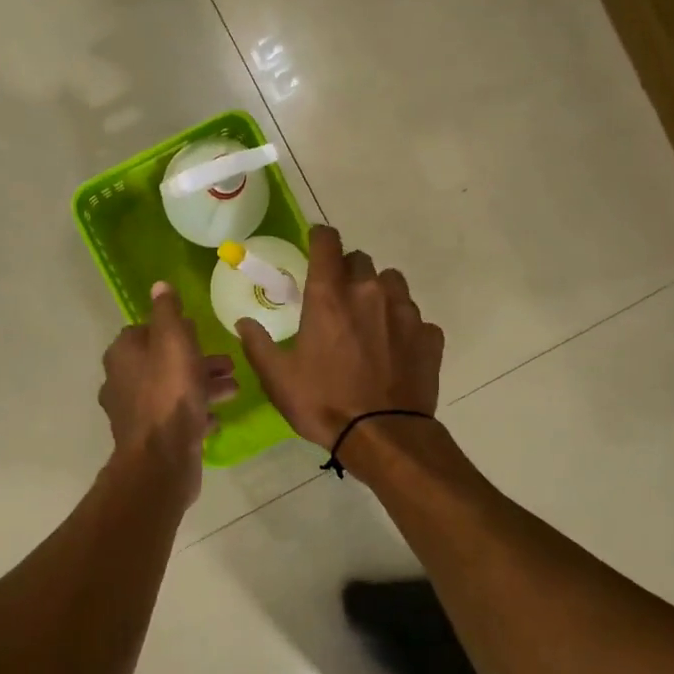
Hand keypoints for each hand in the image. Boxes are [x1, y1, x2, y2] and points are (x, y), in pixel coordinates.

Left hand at [99, 282, 238, 502]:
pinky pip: (174, 418)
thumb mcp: (173, 342)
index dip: (174, 329)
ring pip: (172, 390)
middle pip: (162, 362)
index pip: (145, 331)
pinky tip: (216, 418)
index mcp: (123, 354)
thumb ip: (168, 312)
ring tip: (234, 388)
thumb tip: (159, 286)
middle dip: (196, 360)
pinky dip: (195, 413)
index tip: (199, 331)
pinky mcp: (149, 438)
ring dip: (202, 386)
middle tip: (228, 363)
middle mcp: (121, 381)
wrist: (161, 459)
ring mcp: (134, 413)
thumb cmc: (169, 393)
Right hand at [237, 225, 442, 448]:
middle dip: (347, 271)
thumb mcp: (277, 378)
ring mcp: (405, 312)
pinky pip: (415, 318)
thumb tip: (244, 323)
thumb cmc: (323, 403)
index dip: (320, 237)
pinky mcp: (429, 335)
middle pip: (360, 260)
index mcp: (329, 297)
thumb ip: (258, 344)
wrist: (383, 435)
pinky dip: (403, 326)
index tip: (315, 244)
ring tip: (369, 321)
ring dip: (378, 292)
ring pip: (392, 283)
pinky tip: (394, 350)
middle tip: (337, 299)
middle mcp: (369, 292)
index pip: (327, 242)